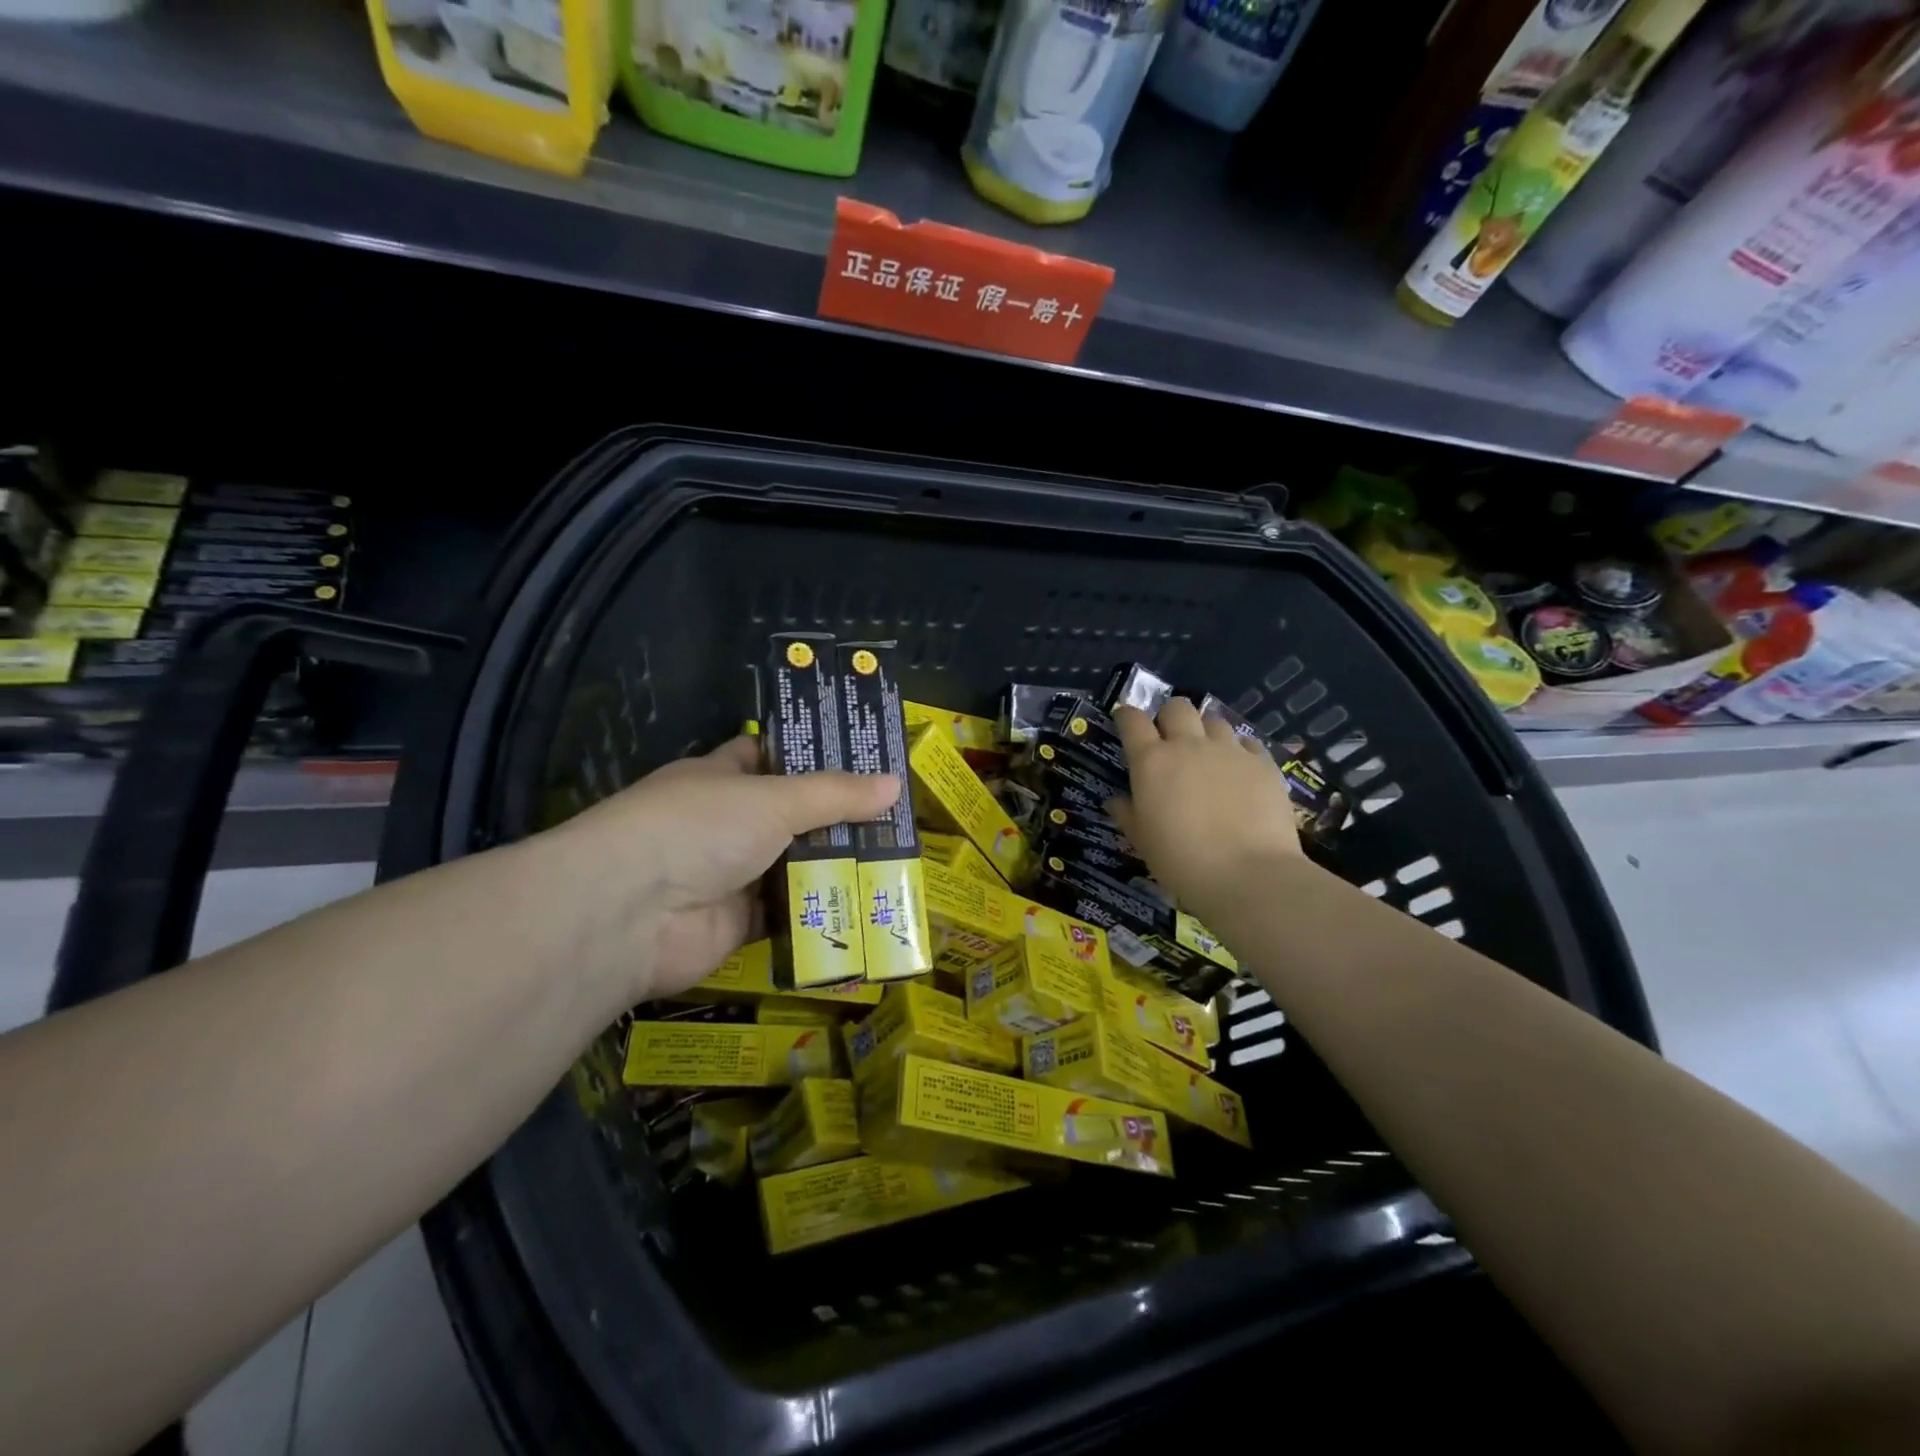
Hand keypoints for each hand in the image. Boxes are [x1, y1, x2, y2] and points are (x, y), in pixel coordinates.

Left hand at [549, 737, 899, 1003]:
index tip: (866, 757)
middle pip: (792, 815)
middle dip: (840, 818)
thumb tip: (895, 783)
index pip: (772, 755)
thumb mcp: (774, 799)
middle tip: (899, 817)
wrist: (631, 914)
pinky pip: (790, 913)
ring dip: (837, 867)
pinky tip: (868, 906)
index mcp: (723, 777)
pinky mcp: (738, 923)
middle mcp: (727, 823)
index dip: (814, 755)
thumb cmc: (699, 828)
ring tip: (898, 861)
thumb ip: (835, 794)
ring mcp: (731, 874)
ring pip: (795, 865)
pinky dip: (822, 912)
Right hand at [1106, 699, 1300, 921]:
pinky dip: (1239, 750)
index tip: (1125, 724)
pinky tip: (1239, 771)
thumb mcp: (1142, 841)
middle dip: (1169, 717)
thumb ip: (1127, 814)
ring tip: (1207, 754)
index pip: (1132, 720)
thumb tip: (1116, 800)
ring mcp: (1229, 751)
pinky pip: (1248, 743)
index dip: (1126, 717)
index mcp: (1152, 761)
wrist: (1248, 874)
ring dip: (1205, 731)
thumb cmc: (1181, 861)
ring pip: (1214, 720)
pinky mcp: (1263, 763)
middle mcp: (1189, 745)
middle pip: (1176, 707)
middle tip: (1169, 740)